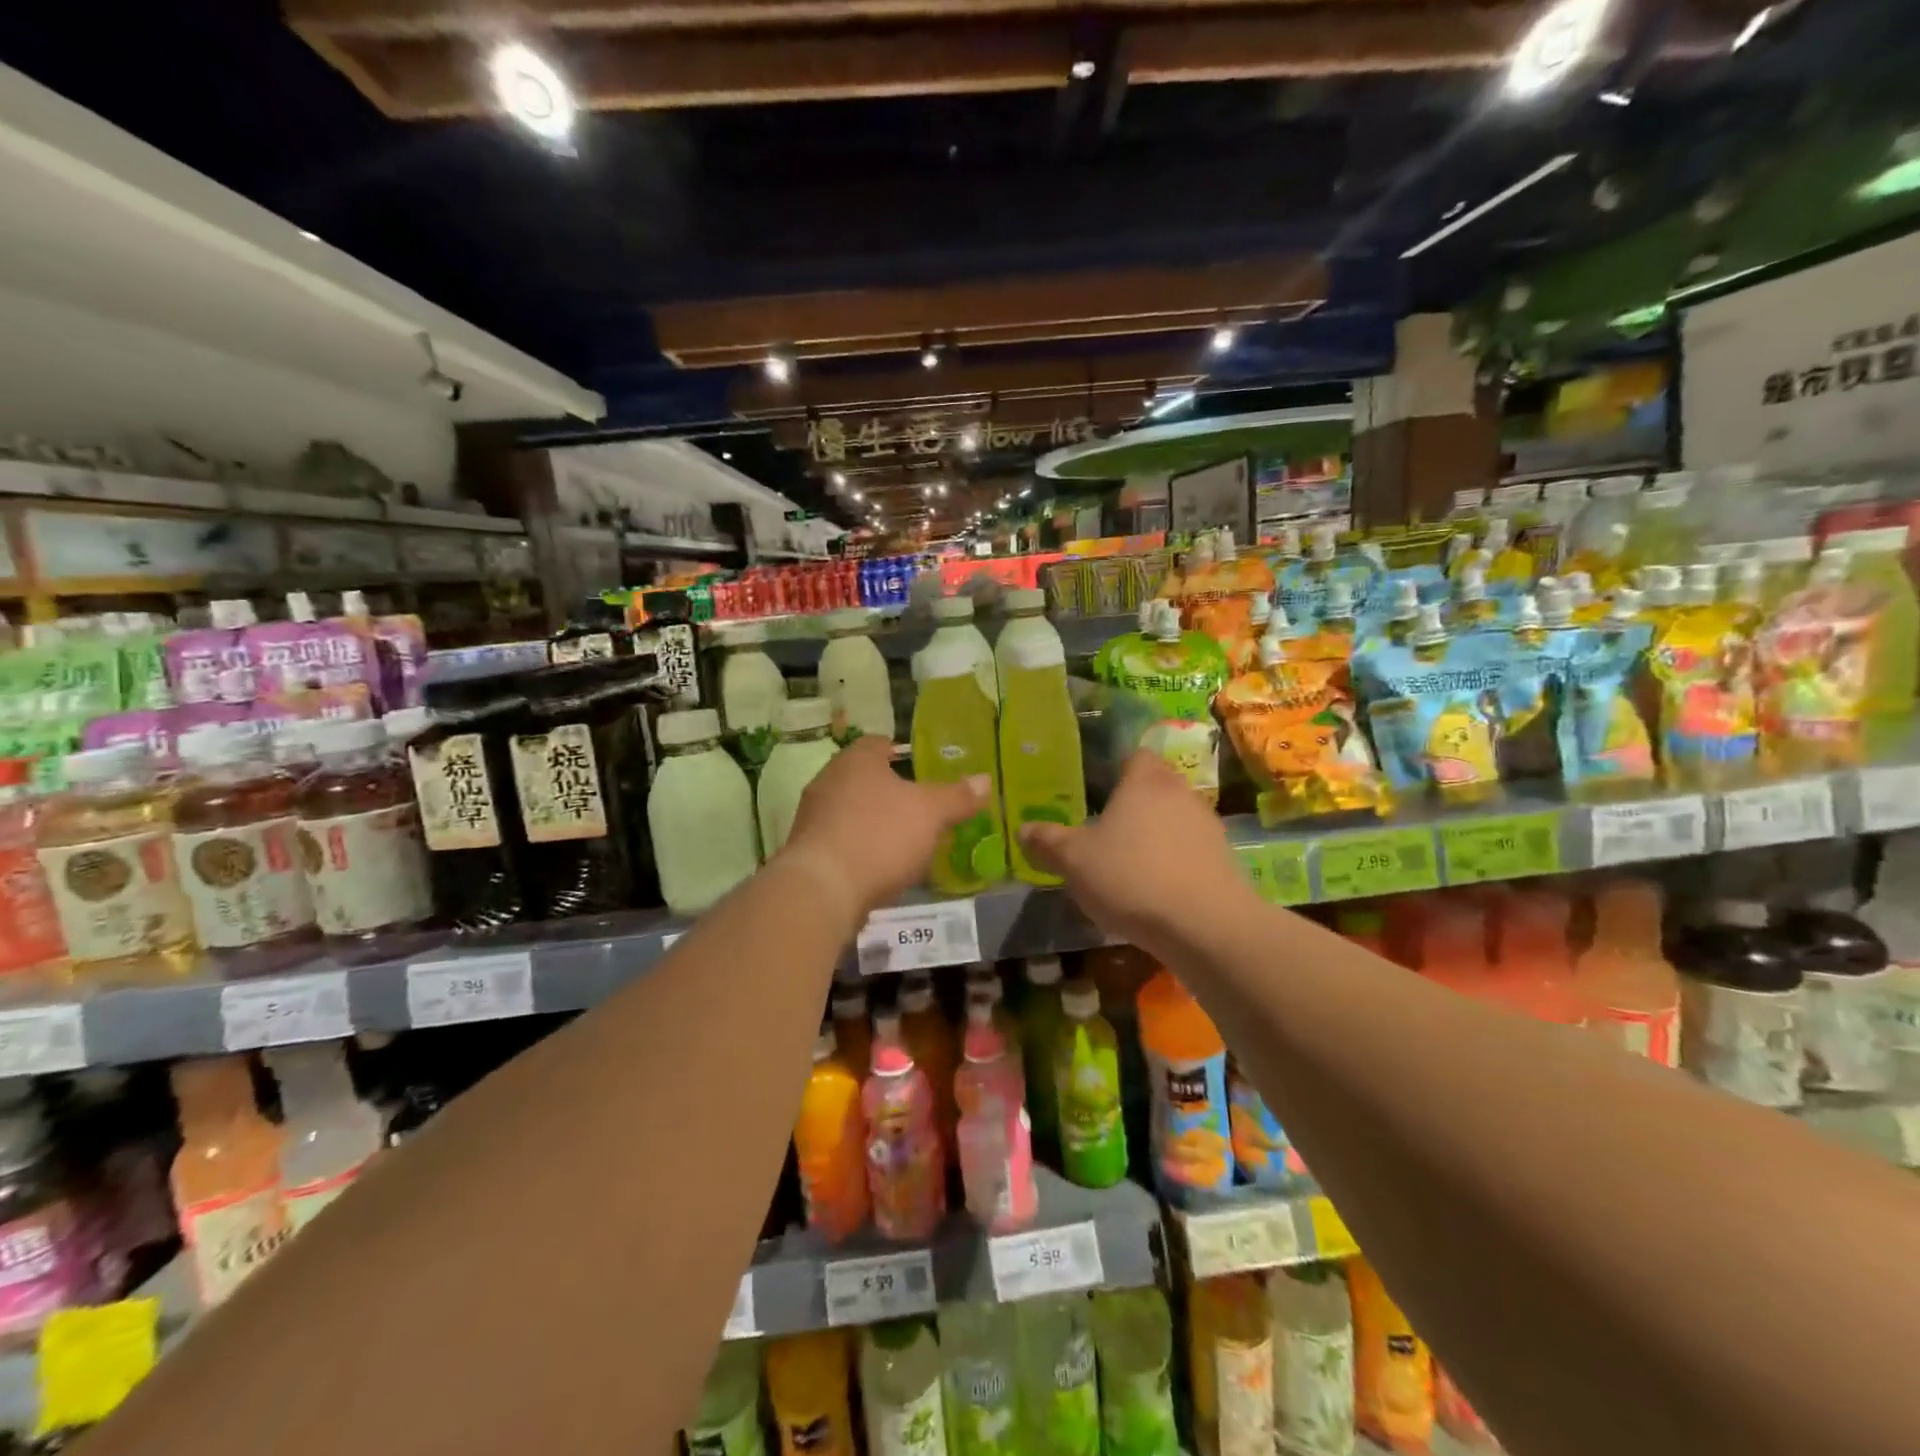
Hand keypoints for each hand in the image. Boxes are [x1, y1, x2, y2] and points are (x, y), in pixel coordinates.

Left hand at [781, 737, 989, 920]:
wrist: (823, 889)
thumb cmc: (880, 835)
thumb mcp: (930, 813)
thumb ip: (957, 796)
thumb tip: (985, 780)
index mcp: (856, 760)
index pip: (878, 743)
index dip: (900, 752)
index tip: (920, 766)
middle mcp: (827, 781)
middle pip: (863, 778)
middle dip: (889, 791)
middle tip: (919, 805)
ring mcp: (812, 817)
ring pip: (850, 811)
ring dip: (873, 822)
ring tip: (904, 840)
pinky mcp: (807, 852)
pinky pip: (841, 841)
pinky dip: (860, 849)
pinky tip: (880, 867)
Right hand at [1019, 750, 1249, 948]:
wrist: (1205, 926)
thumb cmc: (1131, 877)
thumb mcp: (1074, 861)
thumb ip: (1048, 842)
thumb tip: (1024, 829)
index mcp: (1145, 781)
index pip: (1135, 756)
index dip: (1116, 768)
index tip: (1096, 788)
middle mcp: (1181, 793)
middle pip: (1156, 787)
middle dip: (1133, 804)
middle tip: (1104, 828)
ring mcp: (1208, 827)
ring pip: (1174, 820)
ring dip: (1155, 835)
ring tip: (1129, 863)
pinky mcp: (1224, 861)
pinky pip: (1190, 852)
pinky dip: (1173, 863)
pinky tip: (1155, 890)